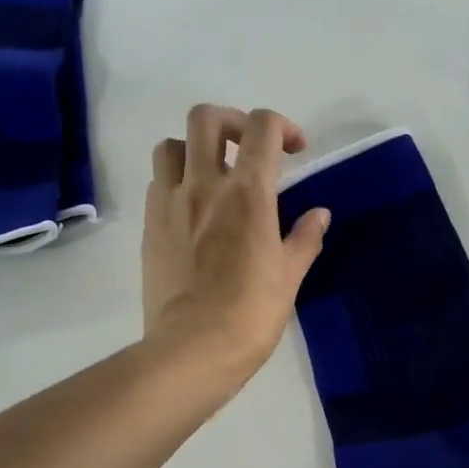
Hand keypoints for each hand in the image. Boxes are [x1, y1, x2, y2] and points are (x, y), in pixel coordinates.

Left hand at [142, 104, 330, 382]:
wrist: (193, 349)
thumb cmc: (250, 315)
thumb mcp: (289, 277)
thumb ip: (304, 238)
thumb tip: (319, 214)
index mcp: (248, 193)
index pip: (262, 128)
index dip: (282, 126)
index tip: (295, 151)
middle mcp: (204, 185)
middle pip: (207, 118)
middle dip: (233, 122)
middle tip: (249, 150)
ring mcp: (170, 204)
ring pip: (172, 145)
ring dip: (195, 149)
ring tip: (213, 176)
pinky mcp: (149, 227)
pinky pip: (157, 183)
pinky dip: (176, 182)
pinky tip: (193, 210)